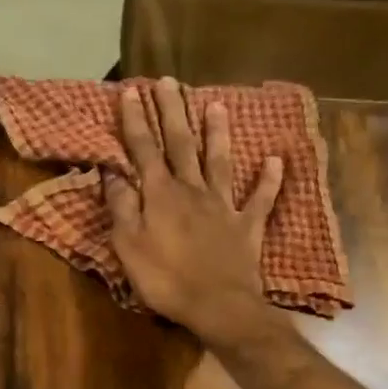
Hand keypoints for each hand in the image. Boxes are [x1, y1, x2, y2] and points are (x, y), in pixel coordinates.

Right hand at [106, 77, 282, 344]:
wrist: (218, 306)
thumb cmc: (165, 279)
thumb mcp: (128, 246)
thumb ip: (121, 206)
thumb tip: (112, 172)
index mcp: (160, 195)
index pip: (144, 150)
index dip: (136, 120)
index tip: (131, 91)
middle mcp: (193, 190)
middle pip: (181, 144)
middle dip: (172, 112)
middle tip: (168, 82)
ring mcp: (223, 206)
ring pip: (220, 161)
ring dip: (217, 133)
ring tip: (216, 104)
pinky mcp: (247, 226)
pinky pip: (260, 199)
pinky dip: (269, 180)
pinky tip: (275, 160)